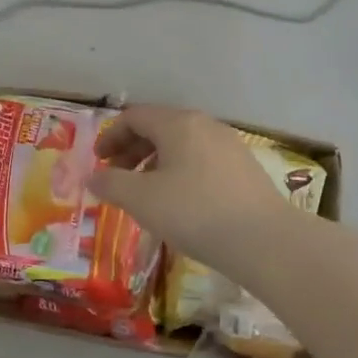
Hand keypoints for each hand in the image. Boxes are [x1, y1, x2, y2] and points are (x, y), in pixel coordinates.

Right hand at [89, 104, 289, 269]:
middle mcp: (205, 126)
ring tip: (145, 193)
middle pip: (159, 128)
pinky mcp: (245, 169)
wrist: (264, 241)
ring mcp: (229, 146)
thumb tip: (92, 176)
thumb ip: (110, 183)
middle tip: (117, 176)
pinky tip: (179, 203)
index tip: (98, 161)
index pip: (134, 116)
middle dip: (132, 150)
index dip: (111, 136)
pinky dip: (179, 172)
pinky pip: (201, 161)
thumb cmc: (194, 212)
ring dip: (155, 163)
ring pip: (182, 145)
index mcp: (178, 124)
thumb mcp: (140, 199)